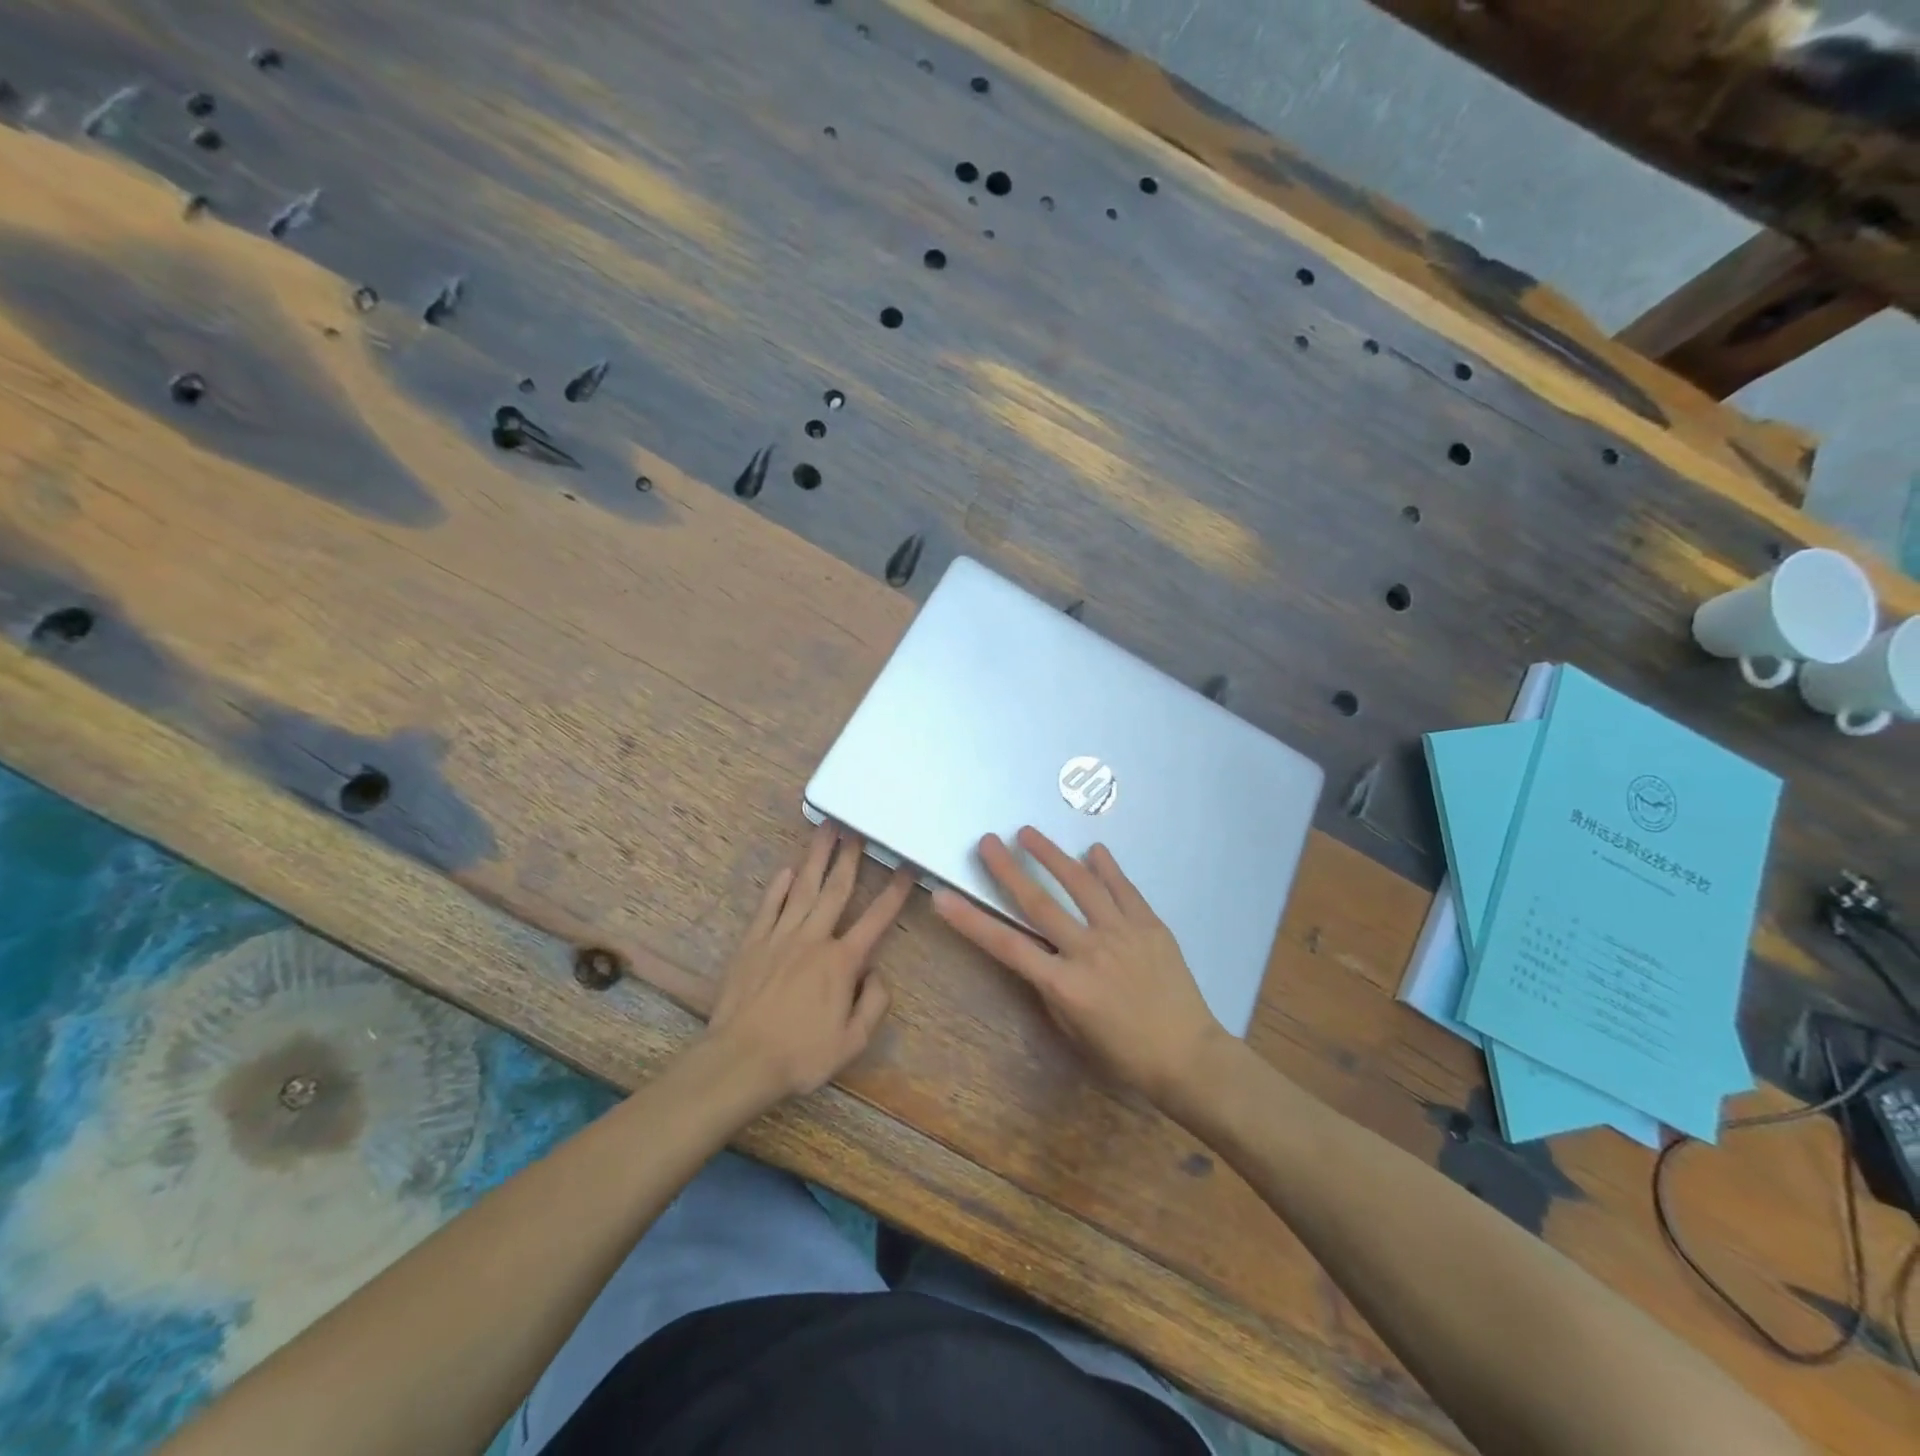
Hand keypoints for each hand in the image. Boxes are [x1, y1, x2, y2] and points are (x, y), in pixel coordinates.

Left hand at [707, 824, 912, 1101]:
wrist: (740, 1061)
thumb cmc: (800, 1055)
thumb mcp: (852, 1042)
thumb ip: (874, 1004)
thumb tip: (878, 974)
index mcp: (841, 962)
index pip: (876, 919)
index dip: (895, 892)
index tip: (907, 867)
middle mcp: (813, 939)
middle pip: (836, 890)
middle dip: (850, 857)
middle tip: (857, 827)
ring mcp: (780, 937)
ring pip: (803, 889)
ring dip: (817, 858)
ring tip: (826, 830)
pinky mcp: (753, 943)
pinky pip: (769, 907)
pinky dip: (779, 887)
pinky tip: (788, 870)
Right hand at [932, 827, 1225, 1105]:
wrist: (1188, 1056)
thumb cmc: (1124, 1054)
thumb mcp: (1073, 1030)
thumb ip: (1051, 988)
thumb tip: (1039, 951)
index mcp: (1065, 986)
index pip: (1007, 946)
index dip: (971, 921)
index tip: (943, 896)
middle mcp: (1089, 952)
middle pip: (1039, 904)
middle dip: (1008, 870)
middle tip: (986, 841)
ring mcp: (1122, 934)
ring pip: (1081, 885)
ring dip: (1052, 855)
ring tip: (1028, 832)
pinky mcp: (1150, 926)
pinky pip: (1124, 889)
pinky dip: (1107, 867)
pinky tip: (1093, 849)